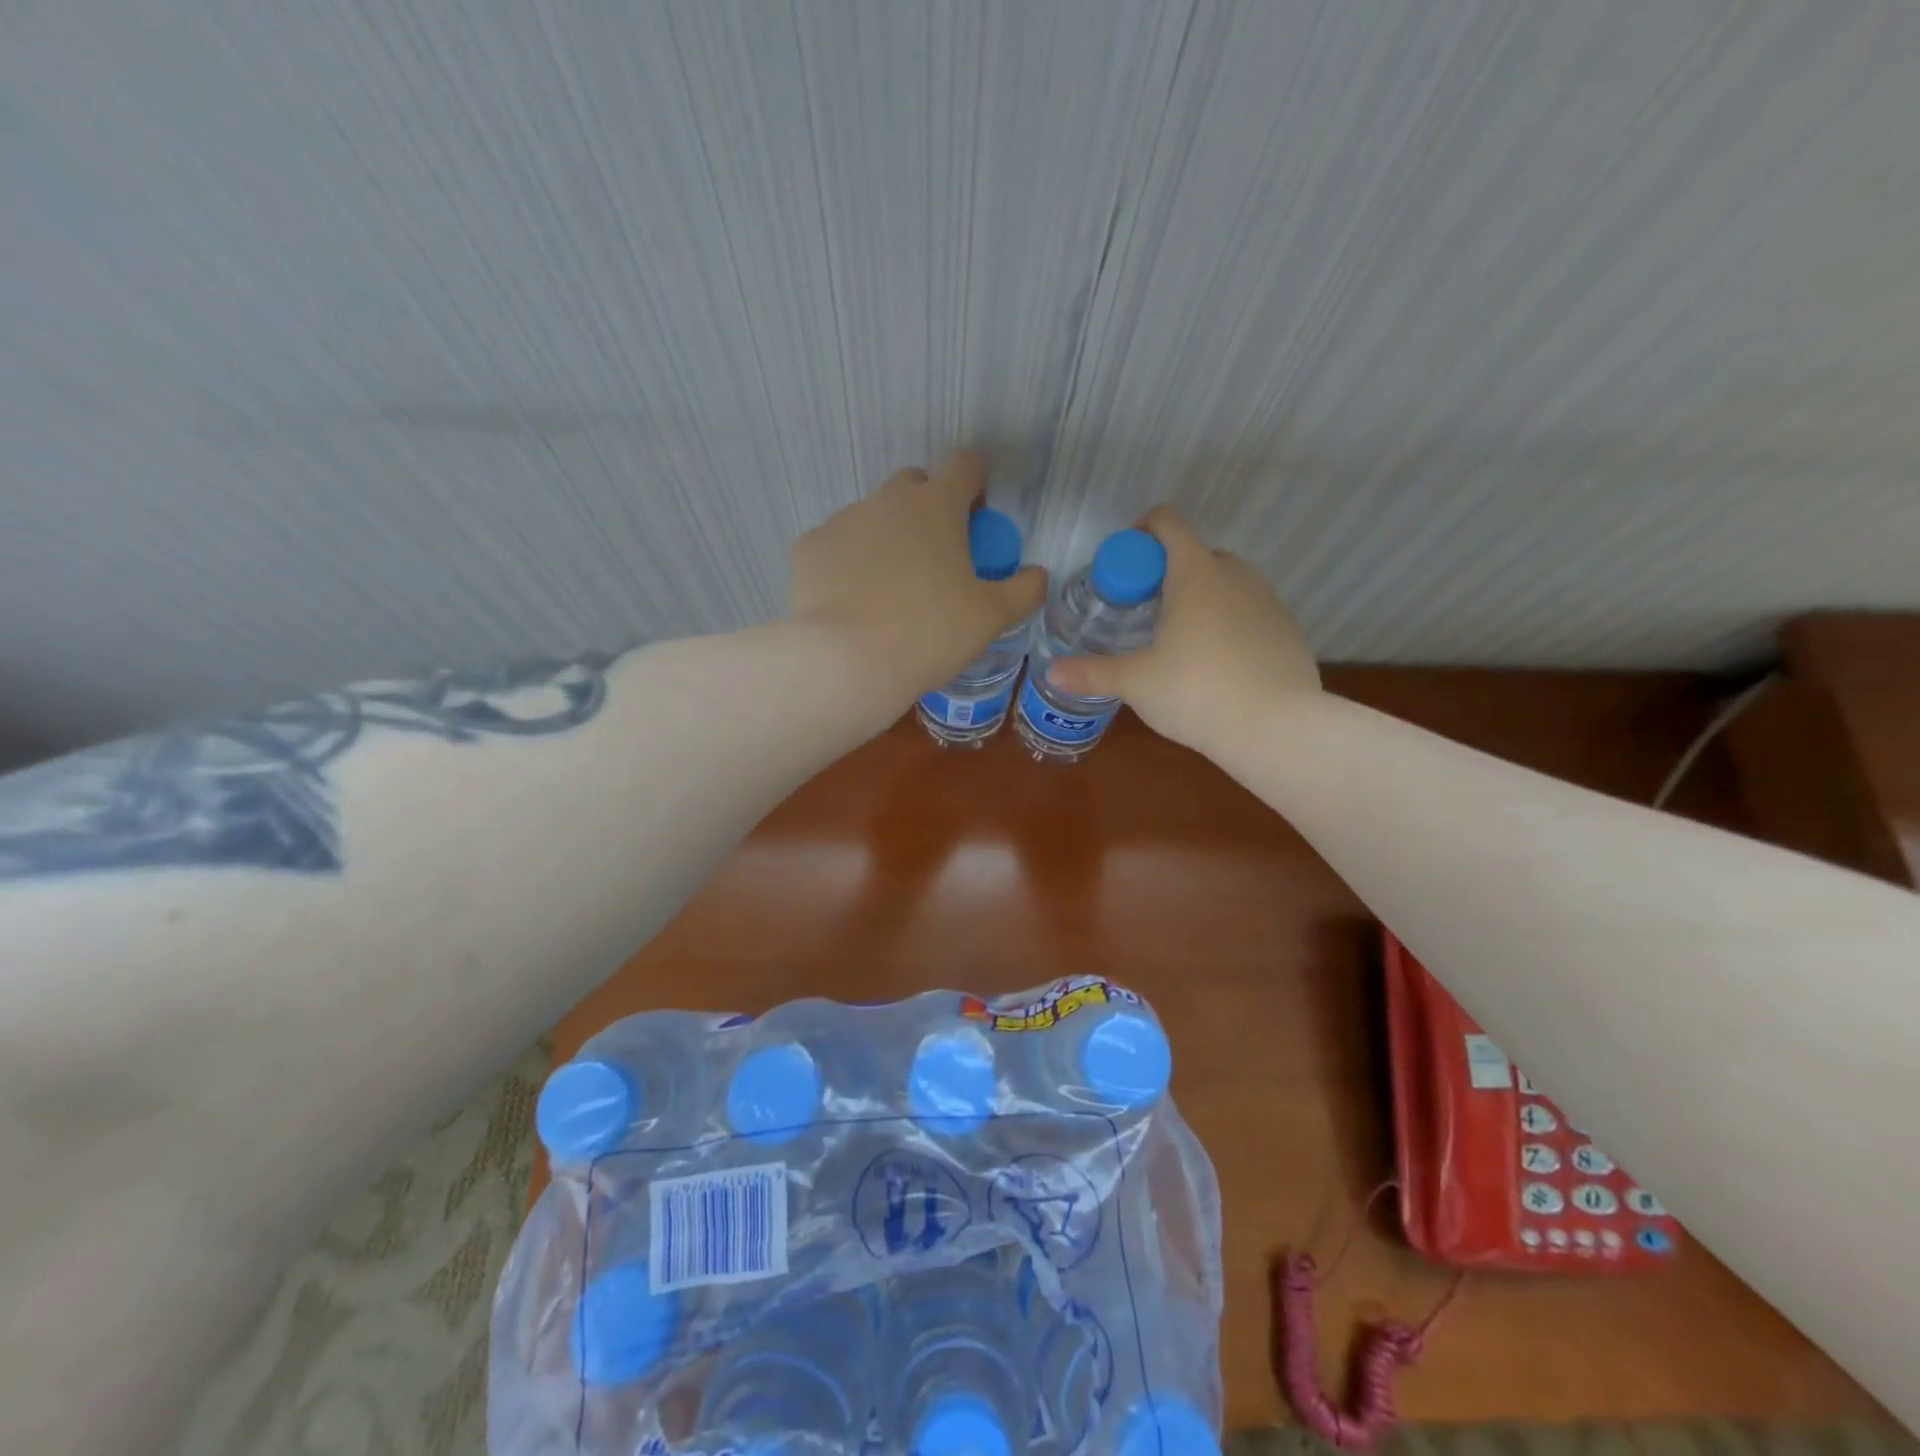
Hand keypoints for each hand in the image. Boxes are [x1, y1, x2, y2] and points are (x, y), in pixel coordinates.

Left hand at [789, 453, 1047, 709]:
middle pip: (913, 485)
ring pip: (872, 516)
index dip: (975, 484)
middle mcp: (887, 500)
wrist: (846, 662)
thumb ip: (1024, 590)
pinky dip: (848, 564)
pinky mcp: (809, 547)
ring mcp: (842, 520)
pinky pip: (837, 546)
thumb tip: (1038, 574)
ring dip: (886, 538)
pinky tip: (851, 602)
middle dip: (927, 508)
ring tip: (888, 591)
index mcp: (937, 506)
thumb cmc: (930, 634)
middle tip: (934, 558)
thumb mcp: (991, 618)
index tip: (975, 518)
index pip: (964, 465)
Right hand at [1047, 507, 1318, 756]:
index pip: (1167, 523)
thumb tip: (1051, 673)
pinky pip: (1250, 611)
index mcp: (1196, 573)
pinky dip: (1229, 623)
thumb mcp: (1136, 683)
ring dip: (1201, 596)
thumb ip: (1092, 673)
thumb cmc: (1197, 692)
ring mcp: (1268, 602)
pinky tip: (1217, 664)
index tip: (1123, 566)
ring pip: (1227, 582)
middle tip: (1144, 610)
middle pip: (1197, 553)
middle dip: (1168, 572)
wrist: (1277, 729)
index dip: (1140, 532)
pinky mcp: (1288, 631)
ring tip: (1180, 639)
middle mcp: (1236, 576)